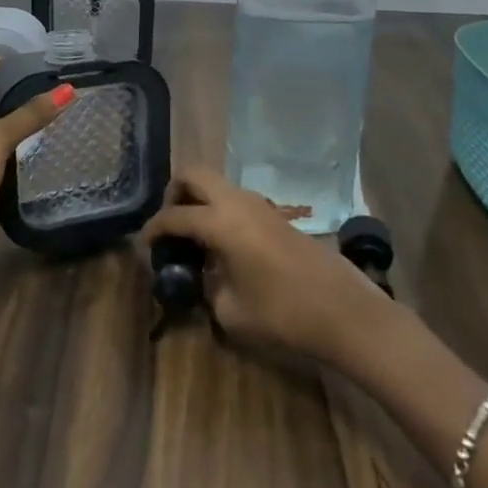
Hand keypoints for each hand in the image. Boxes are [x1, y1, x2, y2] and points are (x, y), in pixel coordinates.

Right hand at [139, 167, 388, 364]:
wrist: (344, 311)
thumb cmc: (283, 313)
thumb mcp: (231, 311)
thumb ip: (207, 287)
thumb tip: (203, 277)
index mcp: (221, 222)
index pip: (174, 216)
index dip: (153, 229)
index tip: (144, 245)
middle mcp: (238, 202)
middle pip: (194, 174)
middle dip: (174, 193)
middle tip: (170, 226)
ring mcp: (260, 204)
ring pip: (217, 183)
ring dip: (200, 200)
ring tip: (195, 238)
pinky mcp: (276, 215)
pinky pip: (236, 199)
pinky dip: (220, 210)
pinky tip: (223, 245)